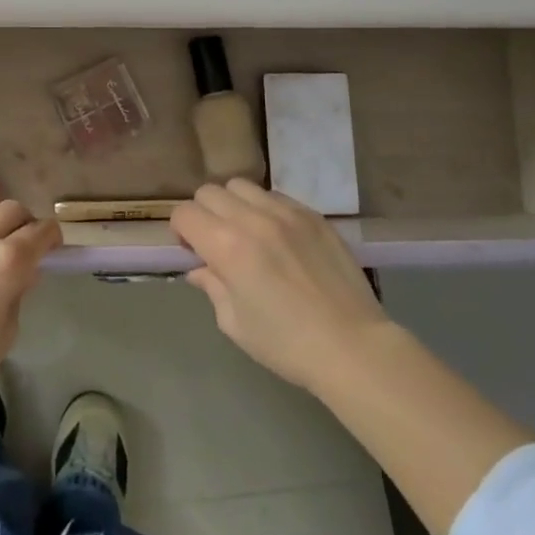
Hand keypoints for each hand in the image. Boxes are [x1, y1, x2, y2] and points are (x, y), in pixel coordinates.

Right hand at [171, 179, 391, 392]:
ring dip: (234, 205)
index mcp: (227, 246)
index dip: (181, 231)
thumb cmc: (287, 344)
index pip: (185, 213)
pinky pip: (276, 196)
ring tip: (247, 233)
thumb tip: (199, 269)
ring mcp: (287, 213)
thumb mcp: (235, 323)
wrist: (353, 347)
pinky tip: (278, 237)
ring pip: (242, 187)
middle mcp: (253, 219)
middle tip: (215, 241)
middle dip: (203, 213)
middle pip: (209, 192)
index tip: (191, 251)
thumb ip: (212, 287)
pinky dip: (265, 209)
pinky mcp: (313, 215)